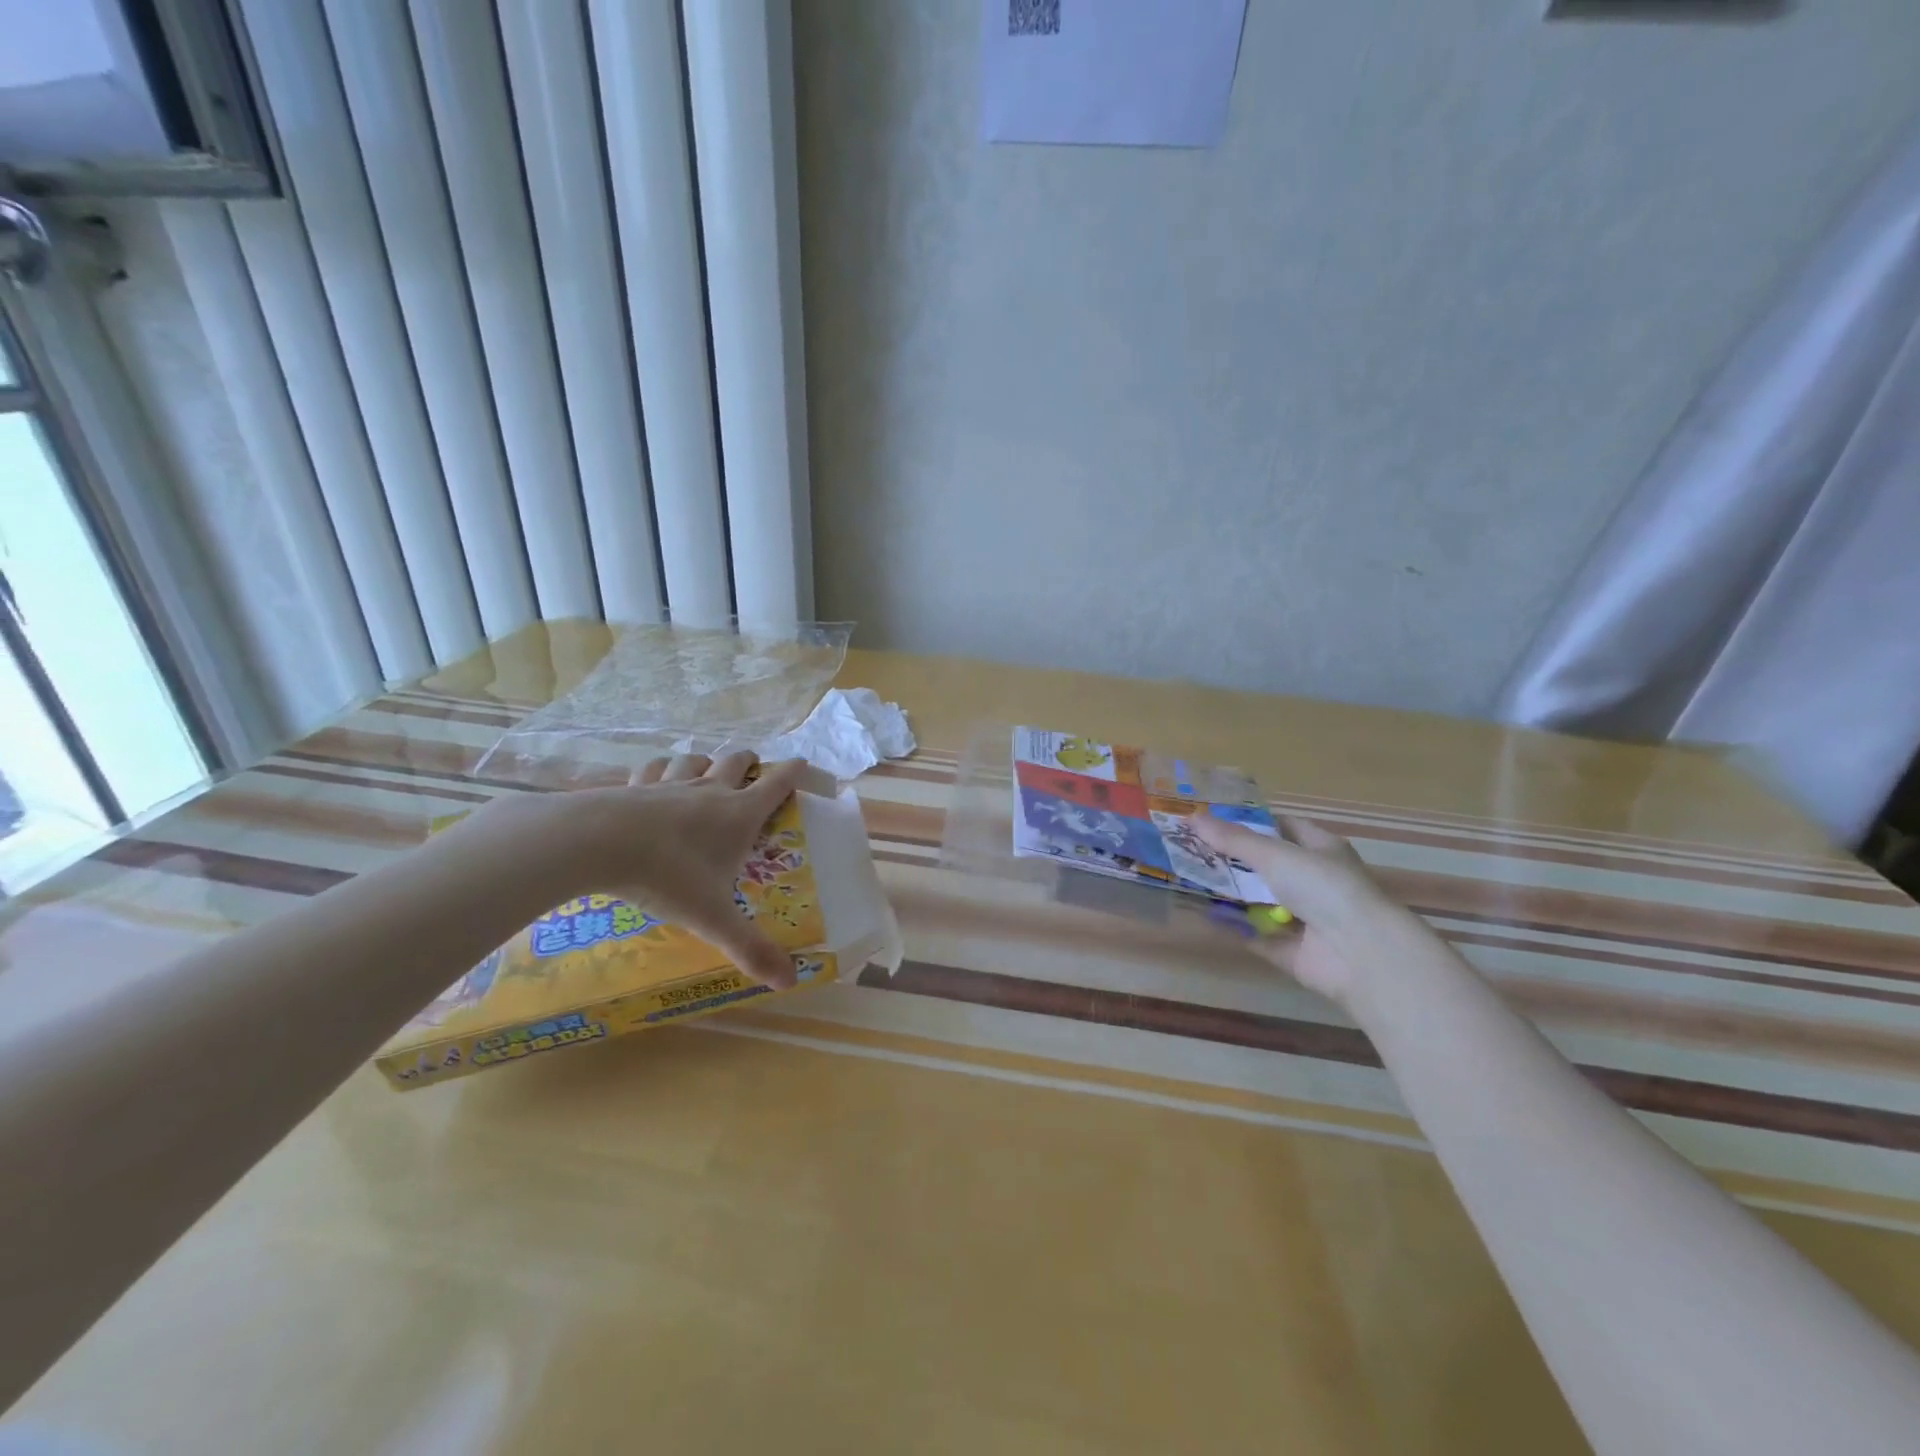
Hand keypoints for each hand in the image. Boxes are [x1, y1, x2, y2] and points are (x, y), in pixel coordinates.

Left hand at [522, 751, 808, 987]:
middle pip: (737, 762)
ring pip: (696, 760)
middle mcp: (710, 791)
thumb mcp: (713, 918)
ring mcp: (671, 784)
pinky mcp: (635, 785)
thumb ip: (750, 947)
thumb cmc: (668, 877)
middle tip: (753, 770)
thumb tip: (790, 981)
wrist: (598, 843)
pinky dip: (660, 769)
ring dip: (706, 762)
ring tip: (706, 771)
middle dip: (749, 762)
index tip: (801, 763)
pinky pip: (653, 768)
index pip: (777, 785)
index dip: (793, 772)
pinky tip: (655, 778)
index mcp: (739, 816)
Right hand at [1193, 812, 1407, 1008]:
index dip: (1249, 822)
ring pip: (1258, 901)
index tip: (1211, 820)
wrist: (1360, 954)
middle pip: (1265, 866)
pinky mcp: (1291, 950)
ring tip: (1186, 879)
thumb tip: (1192, 818)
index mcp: (1320, 850)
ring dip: (1228, 894)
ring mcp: (1303, 918)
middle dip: (1230, 860)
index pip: (1282, 827)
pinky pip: (1254, 935)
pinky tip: (1199, 915)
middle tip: (1189, 850)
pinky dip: (1232, 928)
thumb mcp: (1275, 855)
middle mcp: (1313, 882)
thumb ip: (1233, 839)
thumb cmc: (1324, 888)